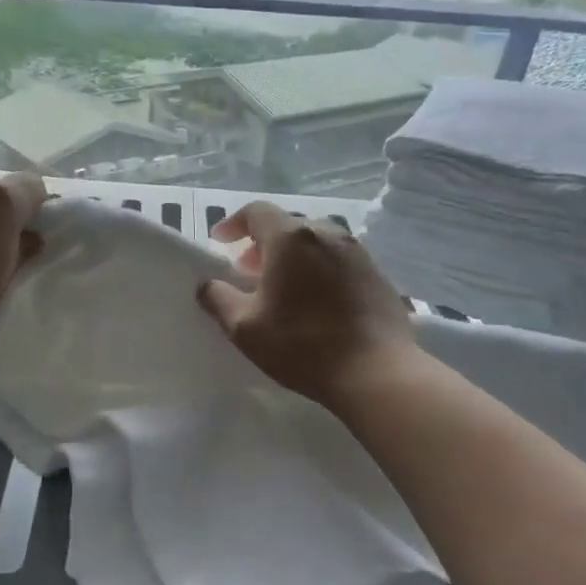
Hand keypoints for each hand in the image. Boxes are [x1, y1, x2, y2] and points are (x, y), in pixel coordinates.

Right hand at [197, 202, 416, 408]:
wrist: (376, 372)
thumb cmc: (302, 345)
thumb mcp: (245, 328)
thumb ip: (219, 299)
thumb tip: (207, 285)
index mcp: (290, 238)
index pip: (256, 212)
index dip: (233, 223)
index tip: (220, 242)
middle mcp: (327, 233)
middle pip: (287, 226)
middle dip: (263, 243)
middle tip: (248, 272)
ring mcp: (357, 252)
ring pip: (316, 242)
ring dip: (293, 256)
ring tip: (283, 287)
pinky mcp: (378, 274)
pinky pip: (339, 260)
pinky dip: (320, 269)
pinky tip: (317, 301)